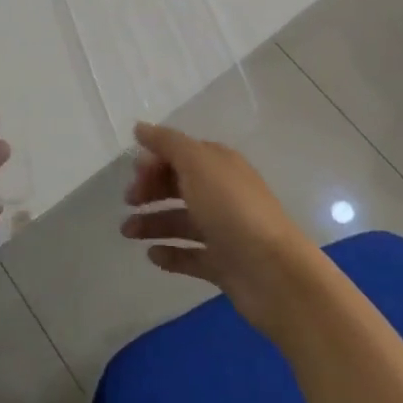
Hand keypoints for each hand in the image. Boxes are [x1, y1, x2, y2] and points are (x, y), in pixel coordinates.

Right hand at [120, 121, 322, 337]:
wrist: (275, 274)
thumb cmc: (232, 210)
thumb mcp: (197, 164)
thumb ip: (167, 143)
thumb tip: (140, 127)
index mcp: (218, 165)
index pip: (180, 154)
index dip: (154, 160)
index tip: (133, 175)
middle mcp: (221, 193)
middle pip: (178, 185)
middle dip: (150, 190)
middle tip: (127, 202)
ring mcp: (223, 230)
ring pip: (180, 221)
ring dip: (152, 223)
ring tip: (127, 233)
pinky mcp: (223, 264)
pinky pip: (190, 255)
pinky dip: (170, 253)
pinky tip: (151, 256)